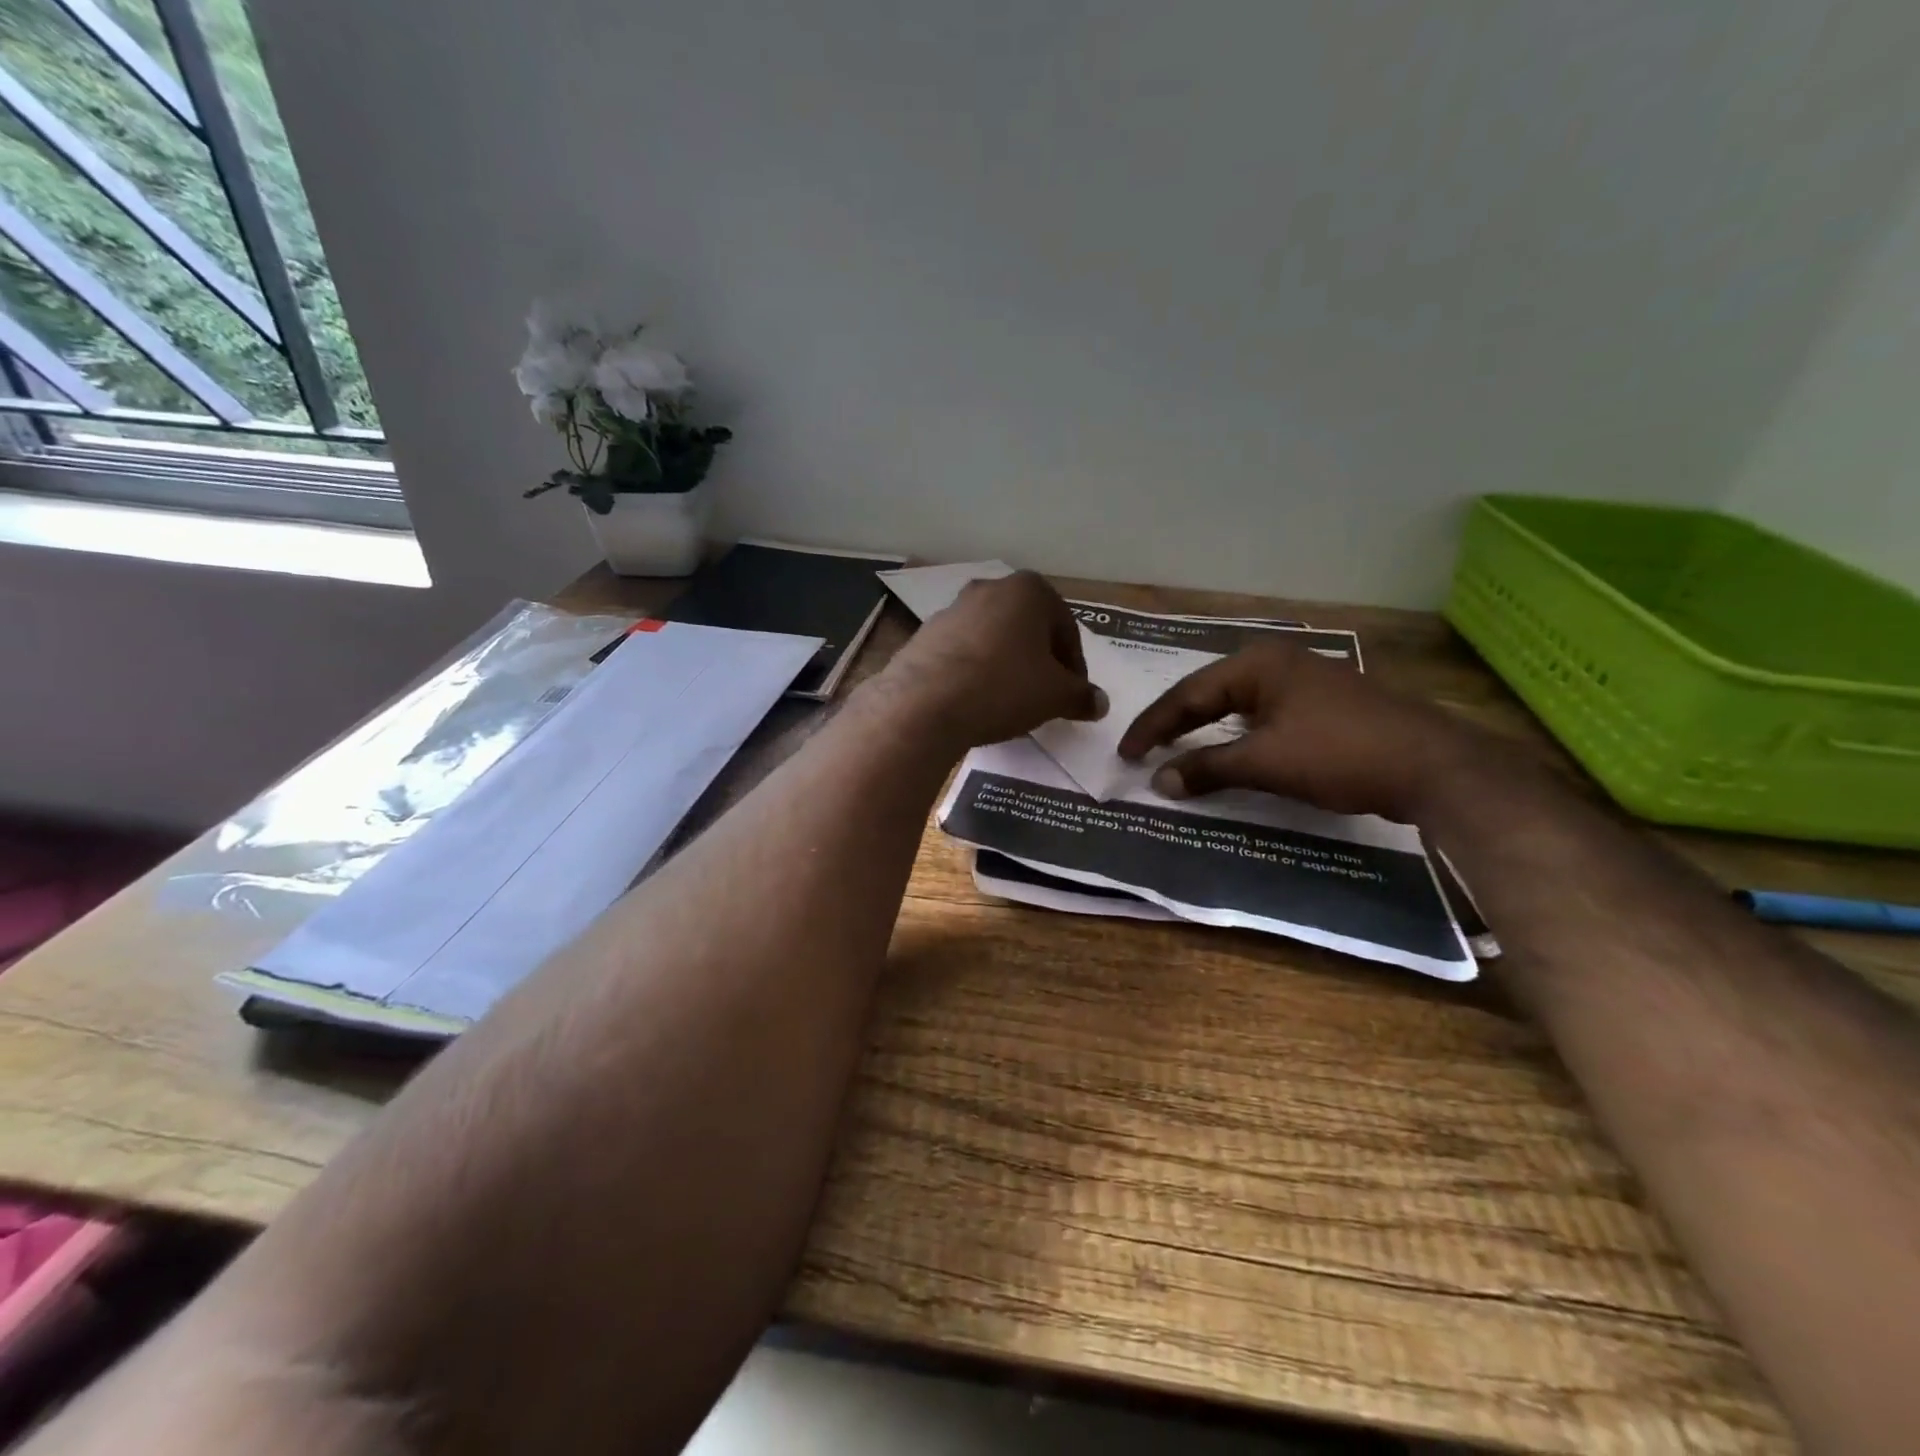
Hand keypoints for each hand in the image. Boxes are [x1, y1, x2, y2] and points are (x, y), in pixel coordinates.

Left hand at [883, 572, 1107, 748]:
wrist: (924, 703)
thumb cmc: (1003, 687)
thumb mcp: (1055, 696)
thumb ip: (1081, 696)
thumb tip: (1100, 702)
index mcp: (1028, 591)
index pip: (1066, 628)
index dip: (1074, 665)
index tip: (1073, 694)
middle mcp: (989, 589)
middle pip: (1027, 628)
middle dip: (1039, 661)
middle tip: (1044, 696)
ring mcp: (952, 610)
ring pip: (993, 639)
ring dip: (1005, 665)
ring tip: (1008, 702)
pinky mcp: (924, 635)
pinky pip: (962, 653)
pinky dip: (974, 672)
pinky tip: (974, 701)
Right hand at [1117, 641, 1481, 819]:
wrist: (1432, 765)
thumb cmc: (1339, 753)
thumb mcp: (1265, 763)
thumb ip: (1207, 768)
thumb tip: (1158, 782)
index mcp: (1259, 664)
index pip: (1188, 693)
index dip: (1153, 726)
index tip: (1126, 754)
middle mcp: (1277, 663)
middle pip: (1209, 693)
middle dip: (1175, 723)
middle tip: (1143, 751)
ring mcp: (1304, 682)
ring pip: (1237, 705)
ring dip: (1205, 729)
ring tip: (1174, 750)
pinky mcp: (1323, 705)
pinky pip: (1262, 716)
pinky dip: (1236, 736)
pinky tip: (1227, 752)